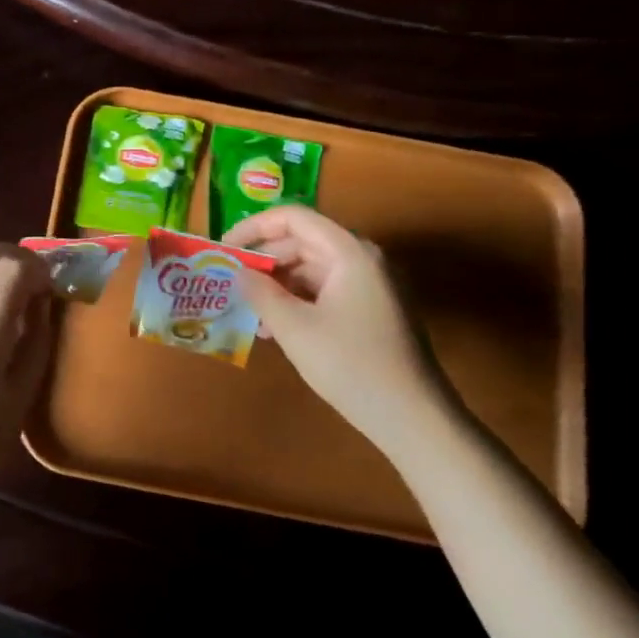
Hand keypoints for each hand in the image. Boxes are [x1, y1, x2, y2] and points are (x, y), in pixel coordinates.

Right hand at [226, 206, 458, 454]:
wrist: (414, 419)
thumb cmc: (351, 365)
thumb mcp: (294, 329)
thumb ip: (260, 293)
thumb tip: (238, 271)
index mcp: (349, 252)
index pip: (293, 218)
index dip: (254, 227)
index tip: (224, 249)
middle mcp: (362, 260)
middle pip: (302, 242)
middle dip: (263, 259)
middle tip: (230, 282)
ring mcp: (370, 286)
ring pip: (311, 269)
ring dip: (277, 285)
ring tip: (247, 311)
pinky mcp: (371, 311)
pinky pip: (325, 292)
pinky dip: (297, 303)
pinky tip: (274, 330)